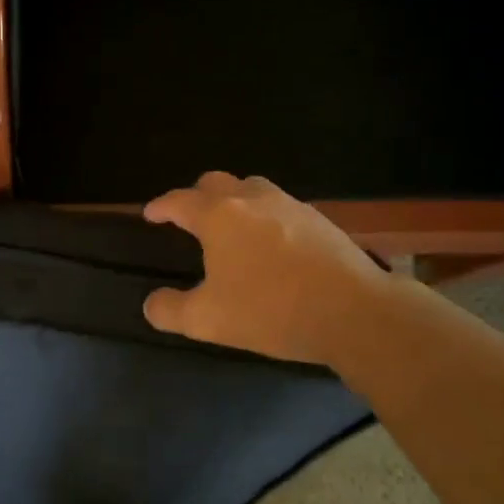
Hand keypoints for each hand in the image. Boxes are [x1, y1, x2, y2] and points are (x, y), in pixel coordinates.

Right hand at [142, 172, 391, 366]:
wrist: (354, 312)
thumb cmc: (270, 310)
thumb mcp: (207, 320)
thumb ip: (170, 310)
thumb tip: (152, 303)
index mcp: (219, 216)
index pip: (179, 201)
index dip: (160, 207)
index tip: (150, 214)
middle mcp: (253, 200)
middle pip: (216, 183)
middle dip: (196, 196)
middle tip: (188, 219)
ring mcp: (291, 206)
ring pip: (253, 189)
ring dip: (234, 202)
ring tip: (230, 229)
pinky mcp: (321, 221)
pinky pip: (281, 208)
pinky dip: (265, 218)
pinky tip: (271, 246)